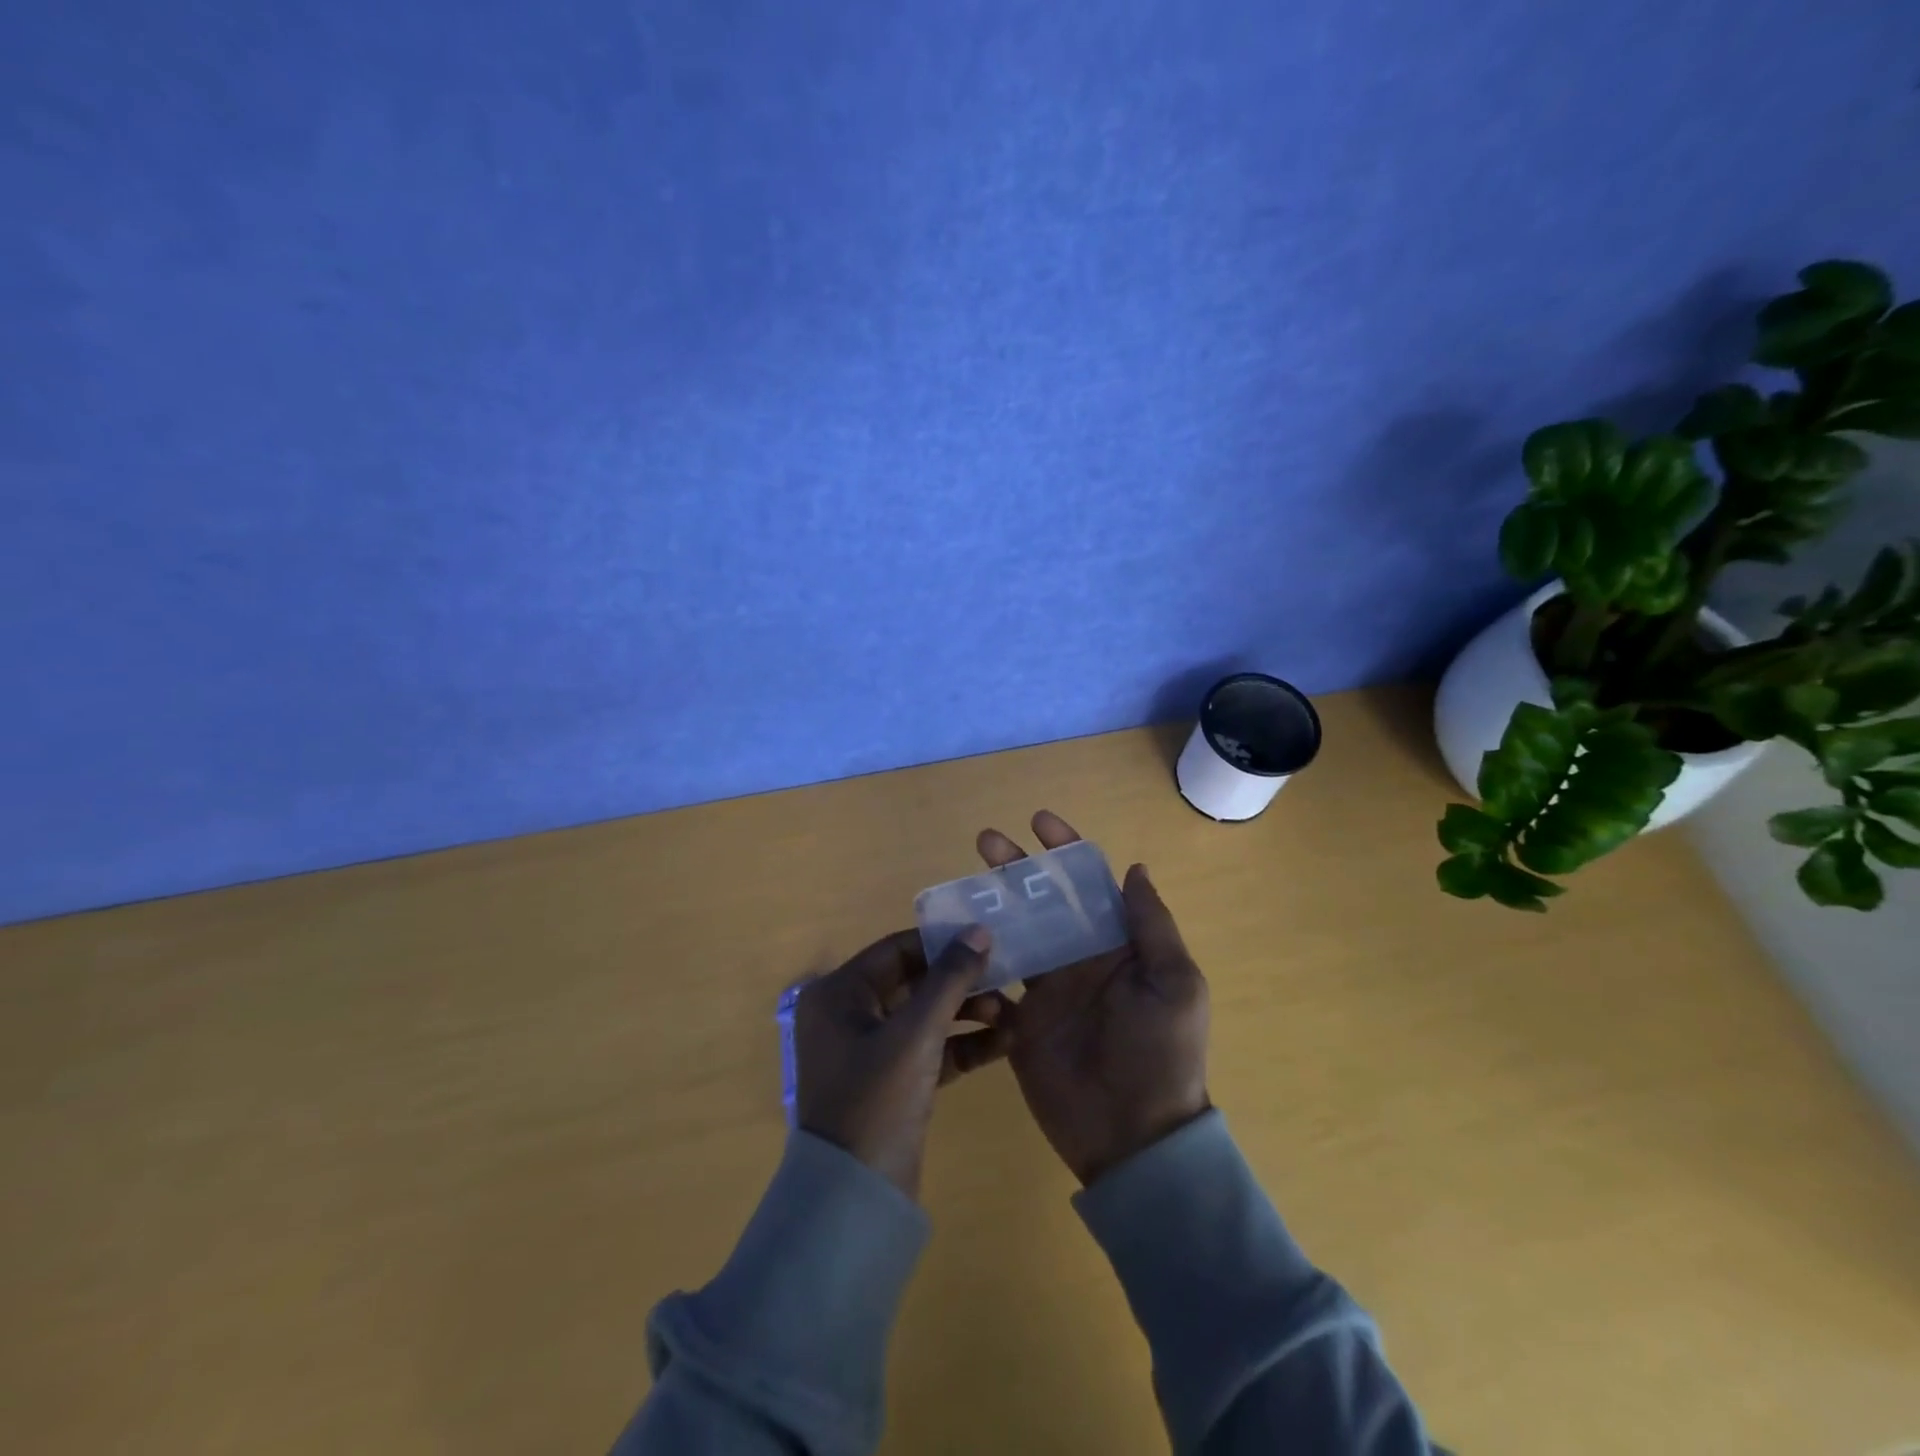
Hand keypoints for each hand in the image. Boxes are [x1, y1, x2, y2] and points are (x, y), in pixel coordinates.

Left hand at [794, 926, 1013, 1200]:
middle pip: (914, 982)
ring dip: (967, 1013)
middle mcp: (848, 1015)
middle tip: (1007, 980)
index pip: (897, 950)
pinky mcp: (890, 1082)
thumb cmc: (876, 1101)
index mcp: (839, 993)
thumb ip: (950, 979)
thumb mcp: (916, 1034)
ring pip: (925, 1017)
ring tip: (1011, 1014)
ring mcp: (869, 1051)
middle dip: (961, 983)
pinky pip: (929, 1050)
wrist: (855, 1203)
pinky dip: (962, 1046)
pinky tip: (1003, 1043)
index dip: (942, 944)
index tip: (988, 941)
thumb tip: (978, 930)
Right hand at [978, 811, 1210, 1186]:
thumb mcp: (1174, 983)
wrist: (1133, 1136)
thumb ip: (1151, 924)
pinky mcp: (1021, 1020)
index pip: (1090, 884)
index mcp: (1118, 944)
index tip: (1039, 821)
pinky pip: (996, 979)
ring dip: (991, 904)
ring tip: (961, 883)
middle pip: (1044, 900)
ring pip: (1015, 932)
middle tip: (986, 842)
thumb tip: (1134, 867)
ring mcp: (1048, 988)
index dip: (1066, 849)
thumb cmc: (1160, 1052)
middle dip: (1018, 868)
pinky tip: (954, 936)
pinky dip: (977, 957)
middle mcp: (1080, 957)